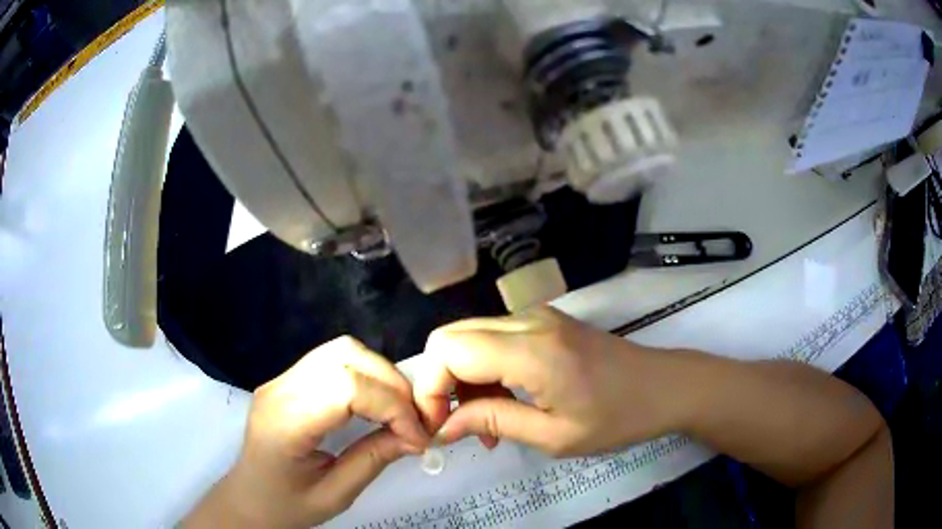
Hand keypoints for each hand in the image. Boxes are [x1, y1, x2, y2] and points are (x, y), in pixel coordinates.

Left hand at [184, 337, 429, 528]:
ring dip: (380, 375)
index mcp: (285, 423)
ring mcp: (281, 379)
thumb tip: (416, 436)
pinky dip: (365, 375)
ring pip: (341, 351)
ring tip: (397, 411)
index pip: (346, 388)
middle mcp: (280, 389)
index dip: (392, 406)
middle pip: (346, 358)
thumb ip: (372, 460)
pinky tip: (374, 402)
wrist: (248, 497)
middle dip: (392, 386)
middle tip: (413, 421)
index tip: (417, 436)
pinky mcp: (288, 379)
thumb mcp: (334, 496)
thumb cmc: (286, 505)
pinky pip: (334, 360)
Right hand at [413, 307, 680, 457]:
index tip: (438, 427)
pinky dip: (483, 370)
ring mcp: (536, 315)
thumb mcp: (554, 436)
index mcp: (531, 350)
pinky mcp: (543, 321)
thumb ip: (494, 423)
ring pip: (468, 337)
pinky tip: (502, 401)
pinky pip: (492, 339)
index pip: (448, 350)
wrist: (664, 386)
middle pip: (450, 337)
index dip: (429, 389)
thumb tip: (443, 427)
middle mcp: (527, 319)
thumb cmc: (618, 418)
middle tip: (457, 425)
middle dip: (439, 384)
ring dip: (462, 380)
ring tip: (484, 423)